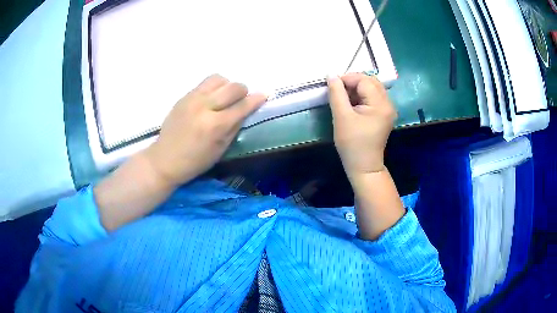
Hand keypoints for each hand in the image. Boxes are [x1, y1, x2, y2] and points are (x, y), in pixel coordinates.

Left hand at [145, 74, 266, 186]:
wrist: (164, 159)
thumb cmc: (195, 161)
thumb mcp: (220, 150)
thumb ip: (234, 127)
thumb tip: (246, 111)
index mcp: (215, 126)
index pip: (242, 106)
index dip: (256, 100)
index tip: (264, 95)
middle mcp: (204, 107)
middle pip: (233, 87)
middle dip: (243, 92)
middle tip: (241, 101)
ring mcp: (192, 99)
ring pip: (218, 79)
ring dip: (227, 86)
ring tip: (224, 98)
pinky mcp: (184, 96)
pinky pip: (205, 83)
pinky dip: (214, 88)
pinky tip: (211, 99)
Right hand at [327, 73, 396, 177]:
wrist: (363, 166)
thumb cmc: (352, 143)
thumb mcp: (341, 117)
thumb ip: (336, 93)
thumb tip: (331, 75)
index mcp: (381, 104)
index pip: (364, 80)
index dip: (347, 79)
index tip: (332, 86)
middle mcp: (388, 104)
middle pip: (371, 81)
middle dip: (353, 82)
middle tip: (338, 90)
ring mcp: (388, 109)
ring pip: (372, 88)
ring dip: (357, 89)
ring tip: (344, 98)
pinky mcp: (384, 114)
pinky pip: (374, 97)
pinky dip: (362, 96)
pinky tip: (352, 104)